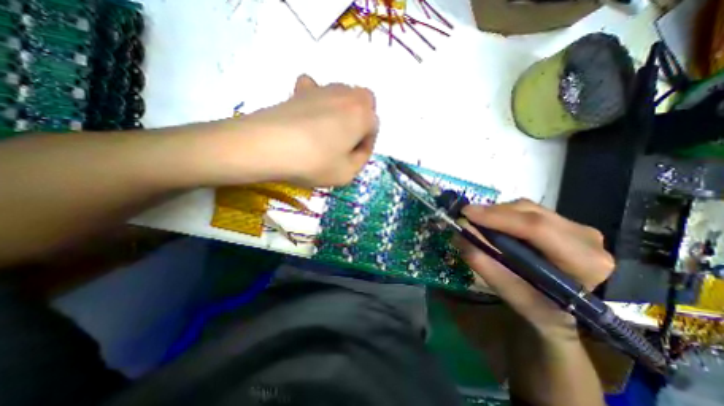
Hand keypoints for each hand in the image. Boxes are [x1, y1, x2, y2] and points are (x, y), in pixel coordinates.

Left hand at [240, 75, 375, 186]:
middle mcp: (347, 96)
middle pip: (365, 102)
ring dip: (343, 111)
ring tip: (329, 132)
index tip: (355, 157)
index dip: (367, 145)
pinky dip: (317, 99)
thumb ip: (361, 159)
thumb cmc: (315, 162)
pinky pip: (315, 88)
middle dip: (362, 119)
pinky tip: (311, 114)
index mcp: (362, 115)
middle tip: (349, 140)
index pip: (374, 127)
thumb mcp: (348, 173)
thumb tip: (358, 147)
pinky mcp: (300, 91)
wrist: (269, 146)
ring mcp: (322, 89)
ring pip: (343, 94)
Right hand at [454, 198, 612, 336]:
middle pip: (529, 212)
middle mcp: (586, 237)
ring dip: (497, 212)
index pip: (536, 228)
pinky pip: (528, 210)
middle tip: (466, 217)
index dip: (497, 217)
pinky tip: (493, 223)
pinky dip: (505, 214)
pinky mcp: (565, 222)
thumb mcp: (510, 292)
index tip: (466, 214)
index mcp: (583, 261)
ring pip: (527, 208)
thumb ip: (484, 263)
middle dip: (492, 213)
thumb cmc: (541, 308)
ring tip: (477, 221)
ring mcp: (577, 226)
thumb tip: (460, 234)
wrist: (569, 312)